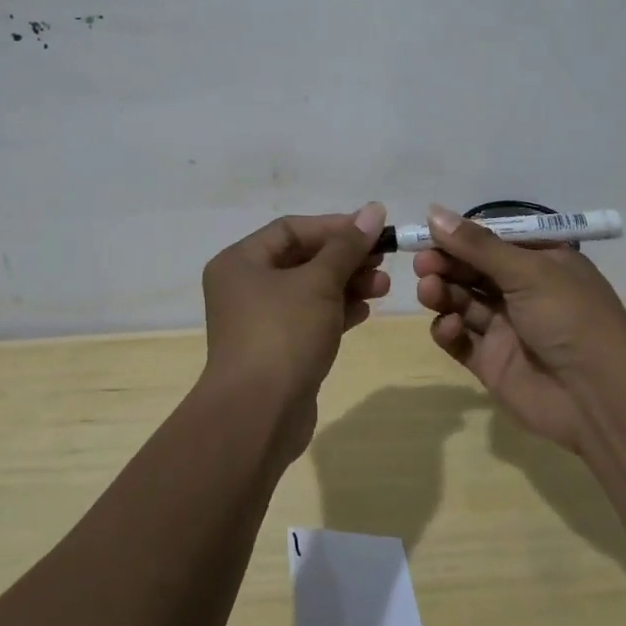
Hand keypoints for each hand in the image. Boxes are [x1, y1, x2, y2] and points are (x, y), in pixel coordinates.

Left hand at [200, 204, 389, 455]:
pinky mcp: (277, 350)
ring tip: (383, 287)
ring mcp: (259, 321)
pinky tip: (366, 309)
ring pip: (309, 290)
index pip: (292, 229)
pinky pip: (310, 318)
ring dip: (347, 284)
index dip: (334, 227)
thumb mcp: (319, 282)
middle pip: (302, 258)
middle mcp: (244, 286)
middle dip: (345, 258)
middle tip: (383, 261)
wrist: (258, 416)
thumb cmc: (283, 334)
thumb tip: (374, 209)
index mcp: (241, 261)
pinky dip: (337, 310)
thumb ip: (348, 245)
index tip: (373, 230)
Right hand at [417, 205, 625, 451]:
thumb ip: (477, 245)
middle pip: (472, 270)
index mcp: (540, 262)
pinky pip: (460, 340)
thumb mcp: (528, 271)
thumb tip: (433, 212)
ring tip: (430, 291)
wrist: (599, 397)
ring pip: (462, 302)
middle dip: (445, 264)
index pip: (491, 241)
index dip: (459, 236)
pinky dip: (448, 330)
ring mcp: (505, 328)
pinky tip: (450, 327)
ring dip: (443, 293)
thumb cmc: (570, 317)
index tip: (427, 232)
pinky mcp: (491, 362)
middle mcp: (522, 291)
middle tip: (423, 263)